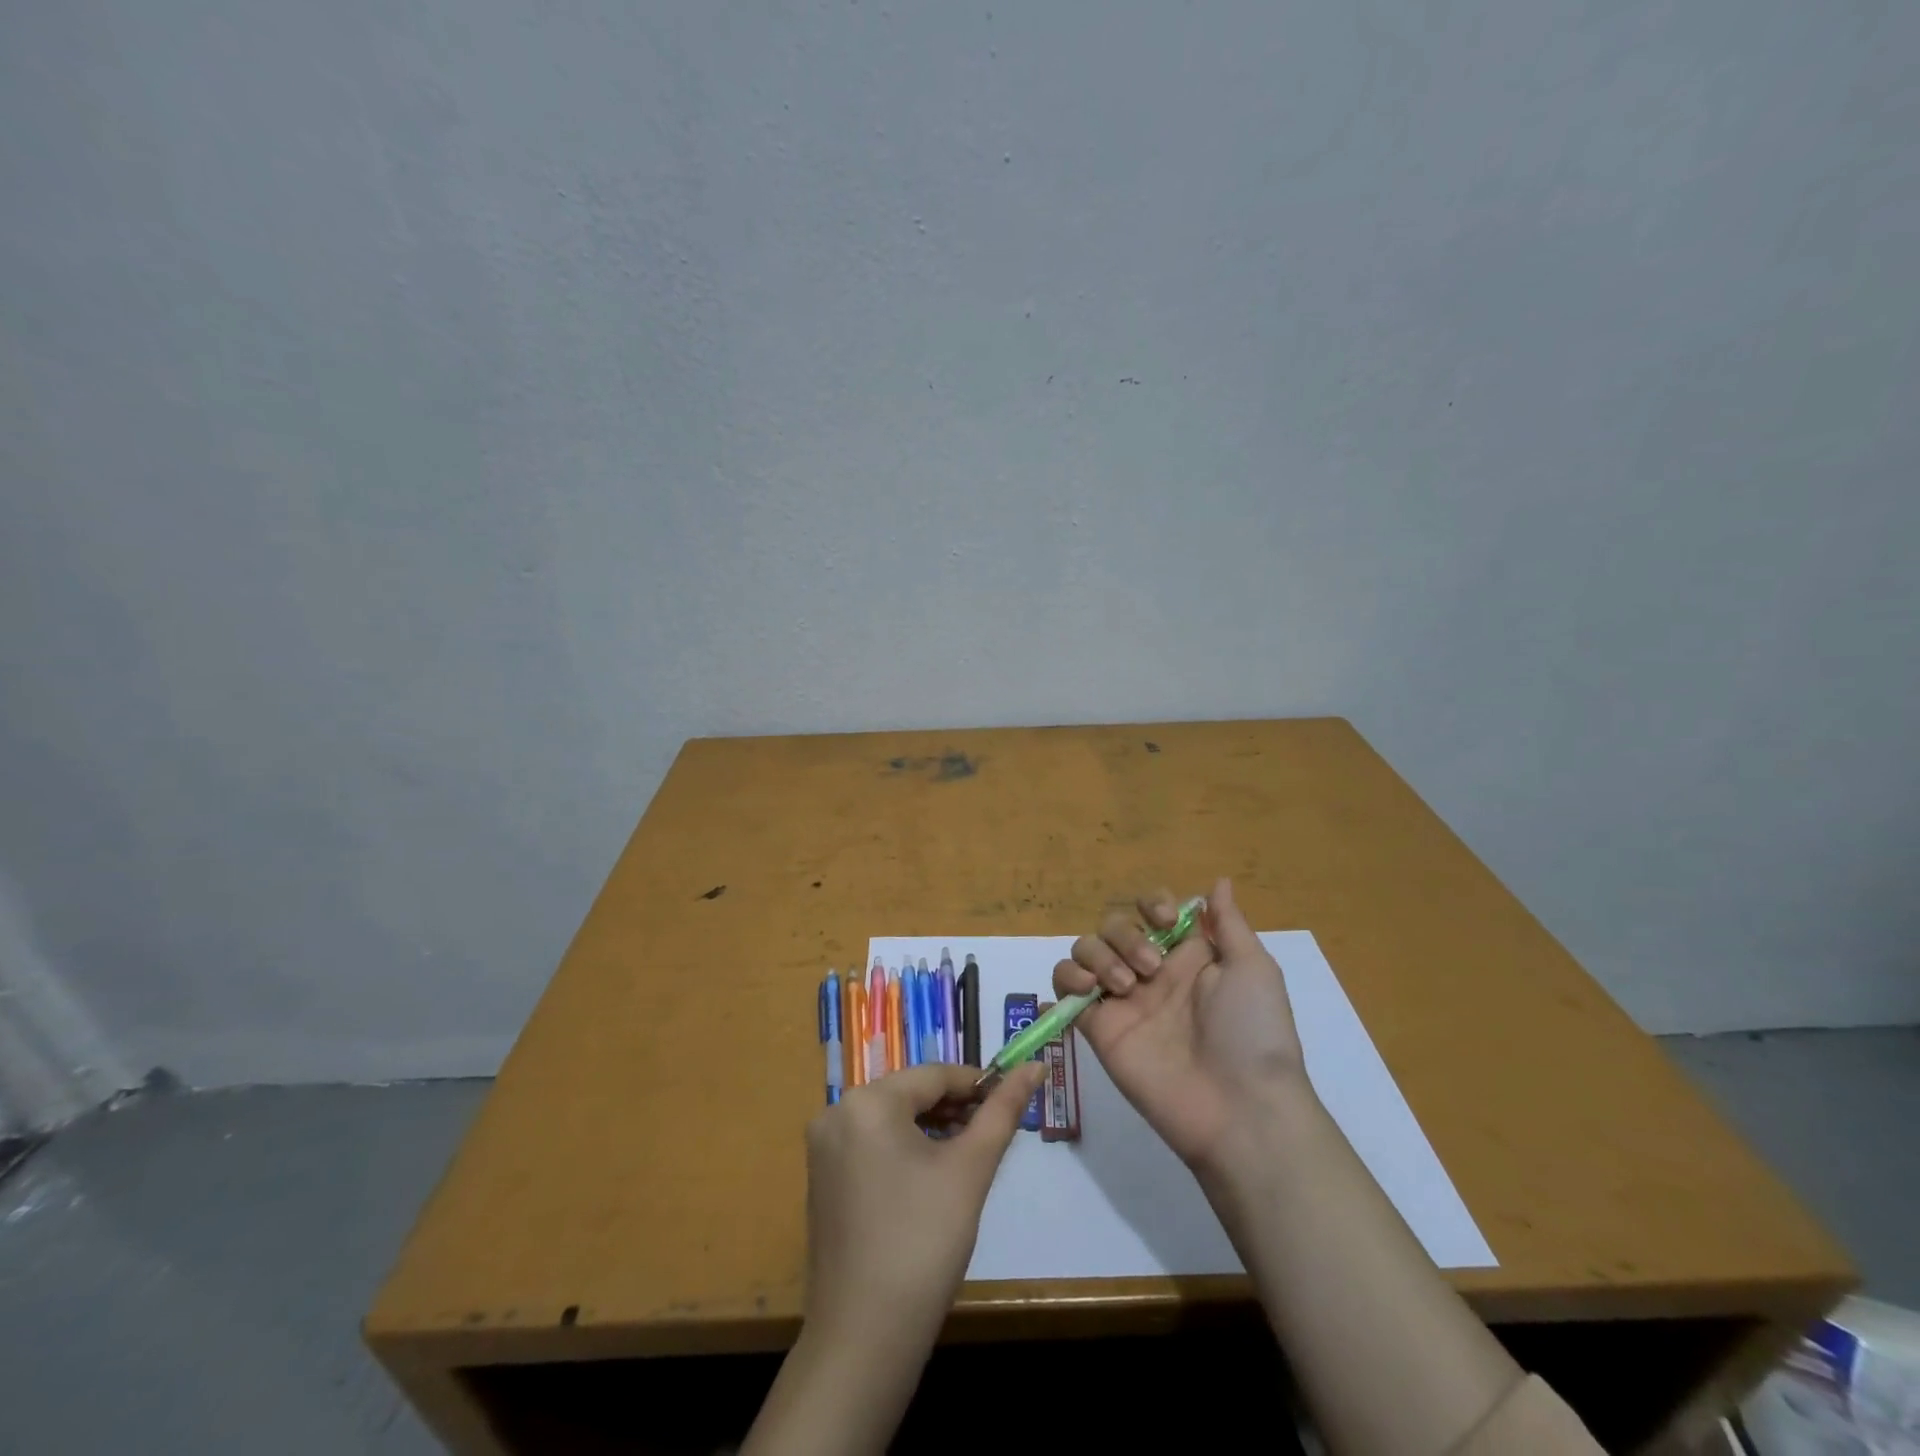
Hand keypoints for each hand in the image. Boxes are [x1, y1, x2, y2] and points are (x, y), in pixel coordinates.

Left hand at [802, 1060, 1046, 1349]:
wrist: (864, 1340)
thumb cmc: (924, 1243)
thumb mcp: (971, 1169)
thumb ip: (1003, 1111)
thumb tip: (1035, 1066)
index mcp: (868, 1101)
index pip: (934, 1074)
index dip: (977, 1083)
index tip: (1012, 1099)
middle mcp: (837, 1112)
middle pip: (910, 1093)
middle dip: (954, 1107)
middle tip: (994, 1131)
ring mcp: (824, 1147)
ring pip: (891, 1118)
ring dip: (932, 1127)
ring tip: (969, 1153)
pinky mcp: (821, 1179)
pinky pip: (871, 1144)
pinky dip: (904, 1149)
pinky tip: (931, 1177)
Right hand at [1053, 877, 1305, 1169]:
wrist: (1238, 1108)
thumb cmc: (1252, 1033)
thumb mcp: (1253, 969)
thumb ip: (1228, 923)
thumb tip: (1218, 881)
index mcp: (1186, 955)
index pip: (1151, 910)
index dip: (1152, 904)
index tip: (1165, 922)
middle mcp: (1150, 971)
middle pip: (1113, 924)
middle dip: (1126, 936)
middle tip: (1151, 971)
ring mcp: (1121, 999)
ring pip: (1085, 949)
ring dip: (1099, 955)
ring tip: (1124, 988)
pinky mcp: (1098, 1027)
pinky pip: (1065, 987)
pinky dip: (1068, 977)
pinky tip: (1091, 990)